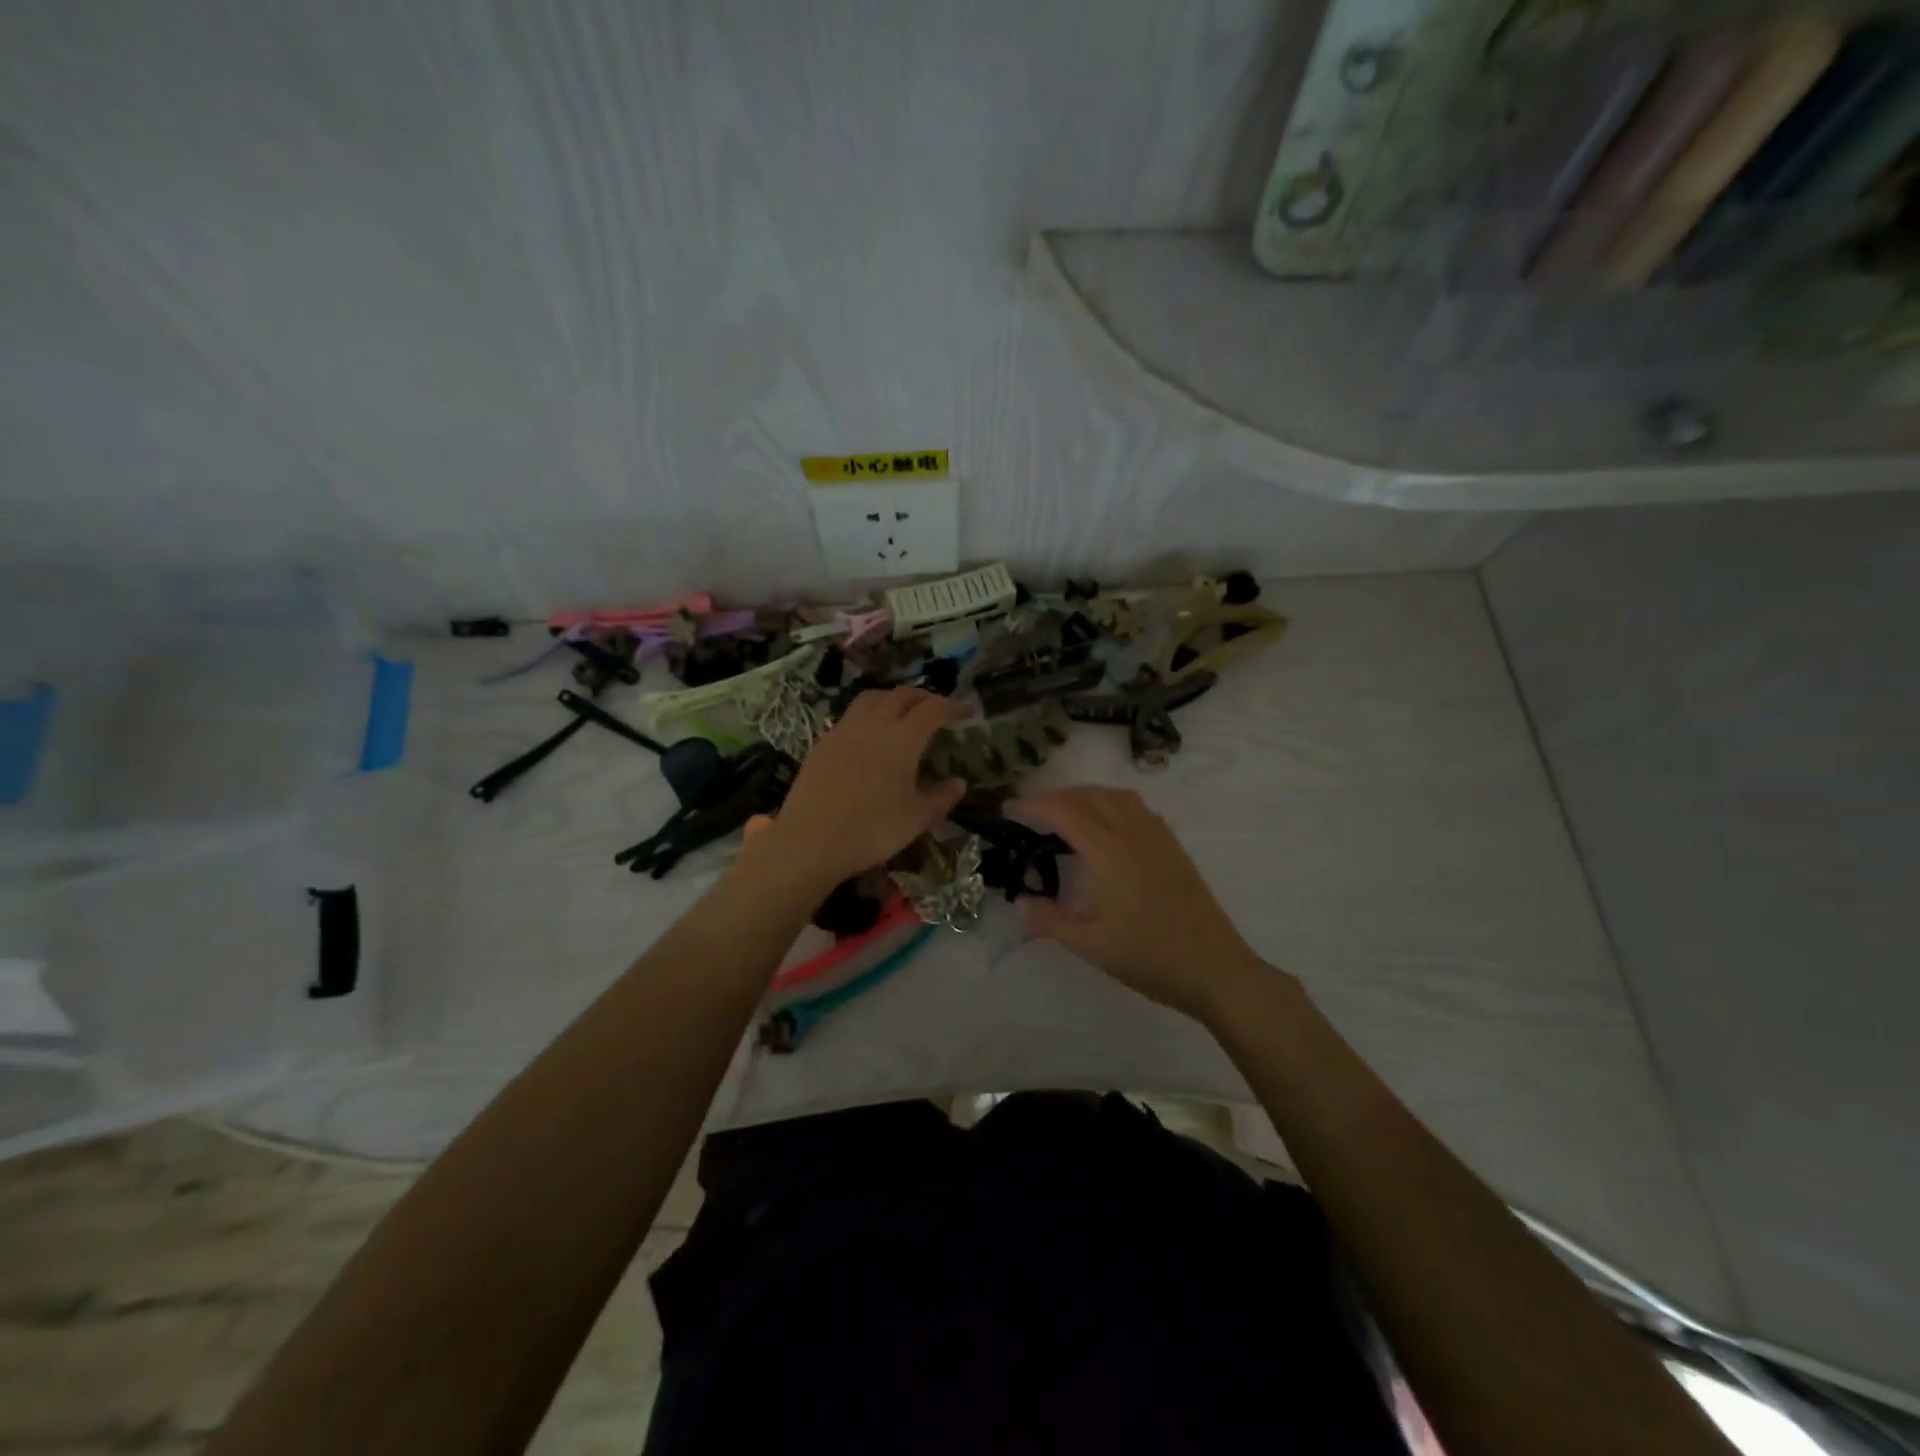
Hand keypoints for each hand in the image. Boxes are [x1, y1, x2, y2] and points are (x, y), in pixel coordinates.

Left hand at [764, 687, 967, 884]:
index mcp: (902, 738)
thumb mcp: (916, 819)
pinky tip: (870, 737)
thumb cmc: (872, 830)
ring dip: (893, 699)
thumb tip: (959, 783)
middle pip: (901, 695)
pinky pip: (851, 716)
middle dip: (924, 697)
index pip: (933, 709)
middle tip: (937, 710)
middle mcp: (874, 724)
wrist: (810, 841)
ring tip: (903, 715)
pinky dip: (869, 715)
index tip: (968, 712)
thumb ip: (941, 798)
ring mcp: (844, 730)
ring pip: (872, 698)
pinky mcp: (823, 743)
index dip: (953, 707)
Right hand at [1012, 786, 1269, 1020]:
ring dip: (1084, 795)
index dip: (1033, 806)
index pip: (1064, 812)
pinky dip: (1110, 802)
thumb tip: (1019, 904)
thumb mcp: (1091, 945)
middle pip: (1089, 795)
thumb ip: (1050, 921)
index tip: (1008, 810)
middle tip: (1029, 811)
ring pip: (1116, 796)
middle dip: (1055, 796)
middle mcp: (1133, 833)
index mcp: (1109, 851)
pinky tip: (1105, 826)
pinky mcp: (1173, 847)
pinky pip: (1136, 807)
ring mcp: (1158, 837)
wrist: (1215, 969)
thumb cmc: (1150, 957)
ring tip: (1063, 813)